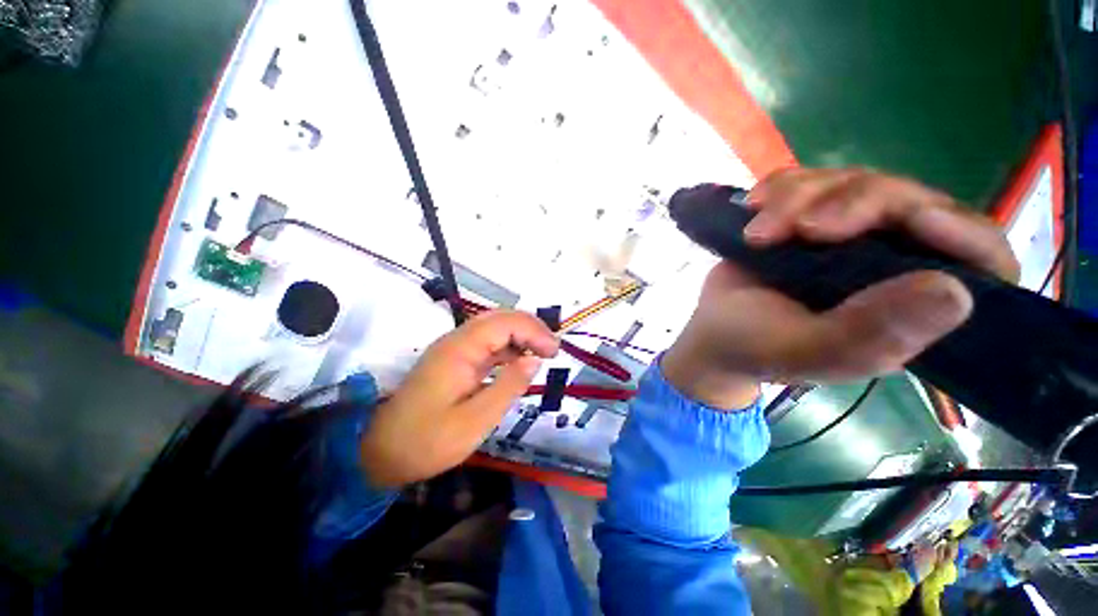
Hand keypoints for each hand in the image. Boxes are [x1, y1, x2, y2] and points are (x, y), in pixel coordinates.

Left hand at [362, 311, 558, 486]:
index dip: (534, 331)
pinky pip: (487, 343)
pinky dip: (509, 347)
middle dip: (531, 328)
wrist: (380, 452)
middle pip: (500, 318)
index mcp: (460, 349)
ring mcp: (455, 348)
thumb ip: (508, 386)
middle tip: (552, 350)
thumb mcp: (475, 421)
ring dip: (521, 335)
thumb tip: (535, 360)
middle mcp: (457, 340)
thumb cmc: (427, 441)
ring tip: (543, 353)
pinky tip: (520, 361)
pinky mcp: (455, 359)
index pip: (505, 323)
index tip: (554, 352)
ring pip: (495, 327)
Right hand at [662, 168, 1018, 408]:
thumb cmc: (754, 346)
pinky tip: (753, 205)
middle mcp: (893, 262)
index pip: (979, 260)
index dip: (962, 233)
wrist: (712, 328)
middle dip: (853, 204)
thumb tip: (954, 291)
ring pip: (855, 182)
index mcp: (911, 306)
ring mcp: (850, 234)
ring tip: (757, 232)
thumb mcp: (806, 351)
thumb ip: (870, 334)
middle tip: (800, 228)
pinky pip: (811, 179)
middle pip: (910, 202)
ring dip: (802, 196)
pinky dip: (780, 186)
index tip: (916, 220)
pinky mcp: (809, 216)